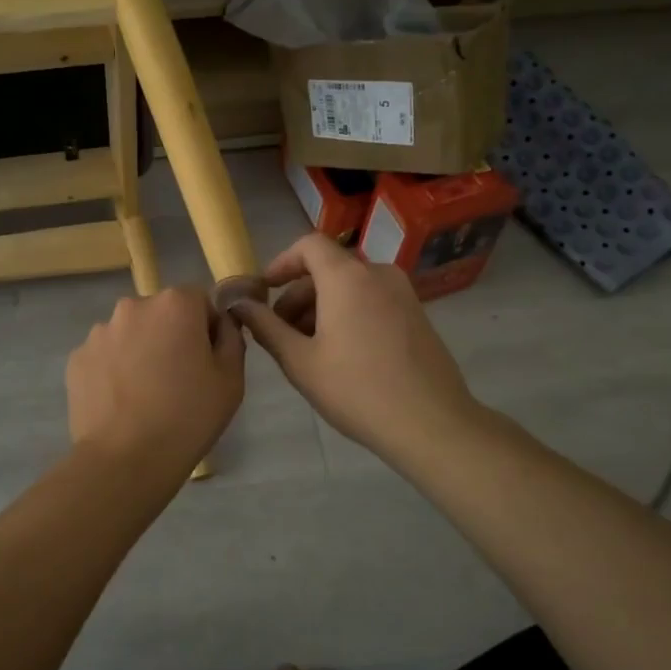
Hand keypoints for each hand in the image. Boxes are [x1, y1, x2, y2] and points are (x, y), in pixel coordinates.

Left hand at [67, 287, 245, 477]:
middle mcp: (133, 306)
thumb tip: (221, 323)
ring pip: (130, 334)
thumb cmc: (188, 417)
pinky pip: (105, 356)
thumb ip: (231, 338)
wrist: (125, 460)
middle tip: (178, 379)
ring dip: (140, 351)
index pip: (199, 300)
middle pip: (161, 313)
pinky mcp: (77, 358)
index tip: (206, 360)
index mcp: (175, 304)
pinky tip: (121, 402)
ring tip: (145, 395)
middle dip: (170, 335)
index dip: (207, 327)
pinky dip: (114, 370)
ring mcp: (99, 332)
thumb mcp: (231, 380)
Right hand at [231, 233, 482, 470]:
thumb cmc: (356, 390)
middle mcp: (377, 274)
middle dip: (298, 296)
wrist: (431, 424)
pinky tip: (341, 355)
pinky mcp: (417, 315)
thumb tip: (239, 304)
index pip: (308, 245)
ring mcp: (403, 294)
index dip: (281, 263)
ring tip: (307, 349)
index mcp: (347, 277)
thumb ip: (265, 327)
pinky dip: (348, 314)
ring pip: (350, 287)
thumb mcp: (299, 361)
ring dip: (322, 308)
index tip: (264, 291)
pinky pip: (372, 300)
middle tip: (279, 333)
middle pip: (328, 269)